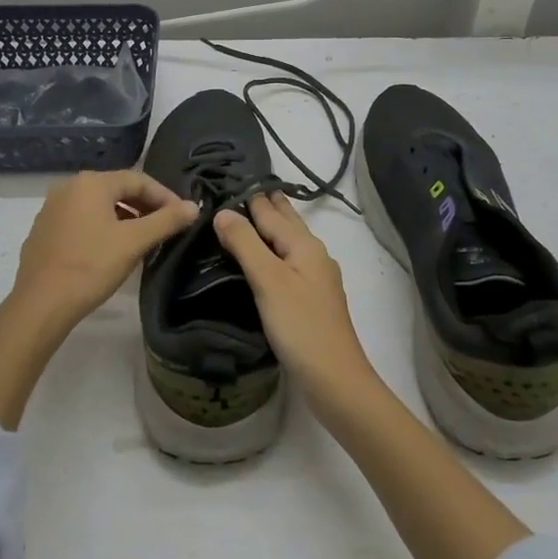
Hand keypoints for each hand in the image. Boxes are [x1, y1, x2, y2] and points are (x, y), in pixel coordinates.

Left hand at [7, 169, 199, 331]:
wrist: (40, 304)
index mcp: (91, 183)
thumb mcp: (134, 242)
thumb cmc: (91, 267)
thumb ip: (166, 221)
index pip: (138, 179)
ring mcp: (52, 208)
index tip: (182, 215)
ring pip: (98, 205)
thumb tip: (193, 206)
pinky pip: (81, 220)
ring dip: (124, 217)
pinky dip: (102, 227)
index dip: (164, 196)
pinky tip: (111, 249)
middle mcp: (69, 187)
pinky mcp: (44, 230)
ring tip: (142, 239)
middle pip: (117, 189)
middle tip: (166, 226)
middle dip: (145, 205)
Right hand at [211, 193, 375, 408]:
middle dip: (262, 205)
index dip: (249, 195)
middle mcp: (313, 254)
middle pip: (285, 222)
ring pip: (287, 242)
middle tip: (233, 190)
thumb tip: (223, 212)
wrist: (334, 379)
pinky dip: (271, 253)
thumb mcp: (269, 281)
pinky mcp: (311, 299)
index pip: (271, 210)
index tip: (226, 178)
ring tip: (240, 219)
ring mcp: (315, 278)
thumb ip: (246, 244)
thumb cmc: (300, 326)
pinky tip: (260, 261)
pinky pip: (287, 262)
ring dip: (267, 228)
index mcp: (304, 244)